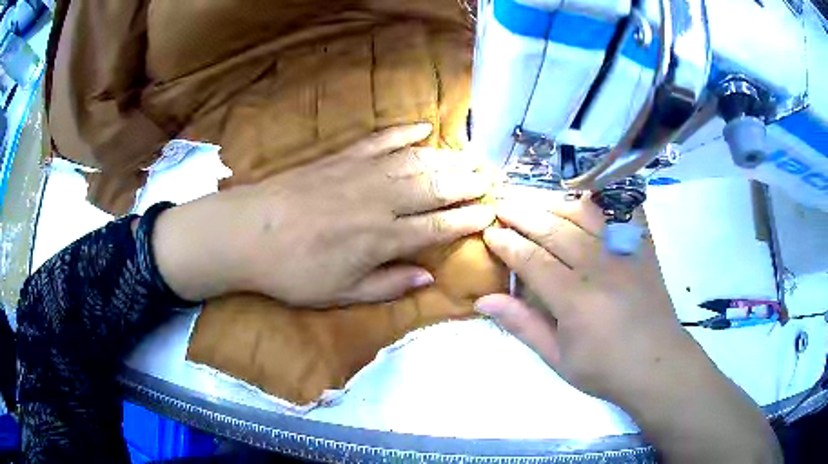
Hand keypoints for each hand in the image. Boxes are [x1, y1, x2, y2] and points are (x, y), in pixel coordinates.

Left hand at [153, 124, 494, 305]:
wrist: (247, 233)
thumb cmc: (292, 271)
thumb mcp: (340, 293)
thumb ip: (387, 285)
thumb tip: (429, 278)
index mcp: (381, 239)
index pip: (438, 225)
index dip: (468, 218)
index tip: (492, 211)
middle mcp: (380, 201)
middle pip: (435, 188)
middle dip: (468, 182)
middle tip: (494, 176)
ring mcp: (360, 173)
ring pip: (416, 161)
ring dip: (447, 158)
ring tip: (472, 156)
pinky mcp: (341, 157)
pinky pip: (380, 141)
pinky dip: (404, 132)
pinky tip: (424, 127)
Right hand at [474, 196, 684, 401]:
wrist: (658, 365)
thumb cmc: (605, 369)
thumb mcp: (558, 359)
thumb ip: (523, 325)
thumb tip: (483, 300)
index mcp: (575, 299)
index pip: (532, 260)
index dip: (507, 244)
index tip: (490, 233)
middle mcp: (599, 267)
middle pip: (554, 230)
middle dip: (523, 215)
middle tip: (502, 206)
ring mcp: (625, 253)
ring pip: (584, 215)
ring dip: (555, 204)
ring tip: (534, 200)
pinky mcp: (643, 249)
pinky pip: (623, 212)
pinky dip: (603, 201)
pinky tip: (586, 197)